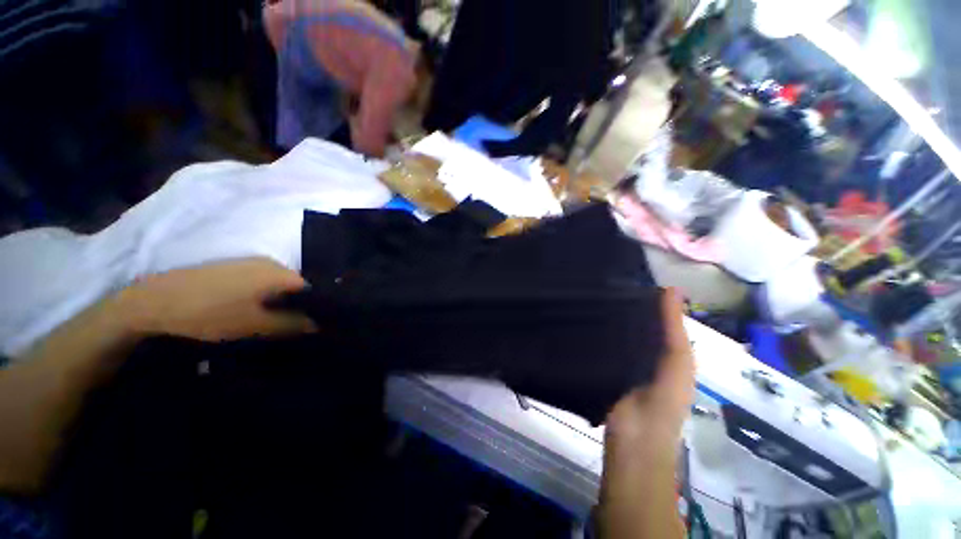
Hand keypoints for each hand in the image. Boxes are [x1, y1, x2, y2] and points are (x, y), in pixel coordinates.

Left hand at [118, 258, 315, 341]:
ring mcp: (249, 263)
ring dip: (279, 302)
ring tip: (272, 322)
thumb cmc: (210, 313)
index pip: (311, 289)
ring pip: (277, 284)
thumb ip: (290, 324)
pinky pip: (261, 281)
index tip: (312, 325)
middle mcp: (269, 262)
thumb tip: (317, 325)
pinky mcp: (232, 267)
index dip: (315, 308)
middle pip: (295, 286)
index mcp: (278, 273)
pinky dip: (264, 296)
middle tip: (292, 327)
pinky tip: (252, 310)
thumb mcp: (254, 325)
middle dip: (297, 305)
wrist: (153, 301)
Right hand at [595, 289, 693, 538]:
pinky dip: (592, 331)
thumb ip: (672, 328)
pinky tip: (578, 315)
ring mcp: (619, 359)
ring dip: (605, 317)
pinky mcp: (600, 365)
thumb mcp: (677, 361)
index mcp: (664, 349)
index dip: (644, 297)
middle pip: (631, 323)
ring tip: (586, 292)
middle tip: (599, 280)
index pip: (654, 316)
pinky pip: (598, 344)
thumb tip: (670, 287)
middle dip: (621, 304)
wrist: (634, 438)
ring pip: (614, 332)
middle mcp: (642, 351)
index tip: (624, 275)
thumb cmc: (663, 400)